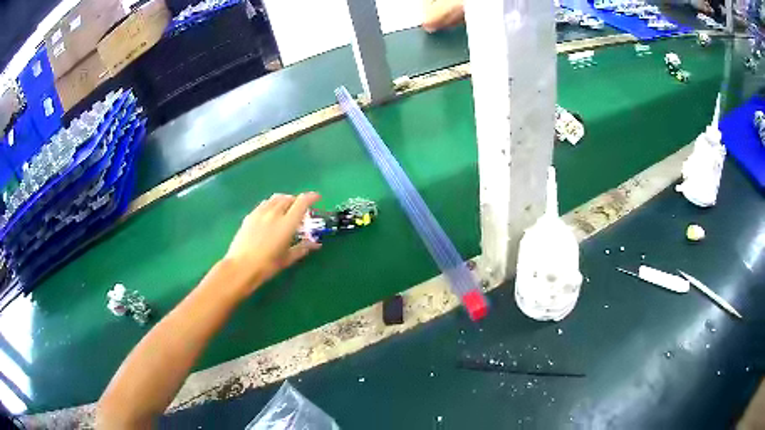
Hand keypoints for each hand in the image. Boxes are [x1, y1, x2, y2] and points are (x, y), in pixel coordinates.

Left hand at [224, 192, 321, 295]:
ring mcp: (260, 212)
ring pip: (276, 198)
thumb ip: (302, 248)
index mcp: (287, 223)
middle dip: (297, 200)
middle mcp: (275, 213)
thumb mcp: (287, 258)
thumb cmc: (267, 265)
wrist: (241, 267)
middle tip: (301, 209)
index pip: (302, 202)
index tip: (317, 198)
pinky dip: (272, 204)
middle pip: (289, 198)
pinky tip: (270, 213)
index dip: (312, 197)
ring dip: (284, 200)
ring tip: (286, 208)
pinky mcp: (250, 216)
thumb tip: (316, 244)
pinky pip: (264, 204)